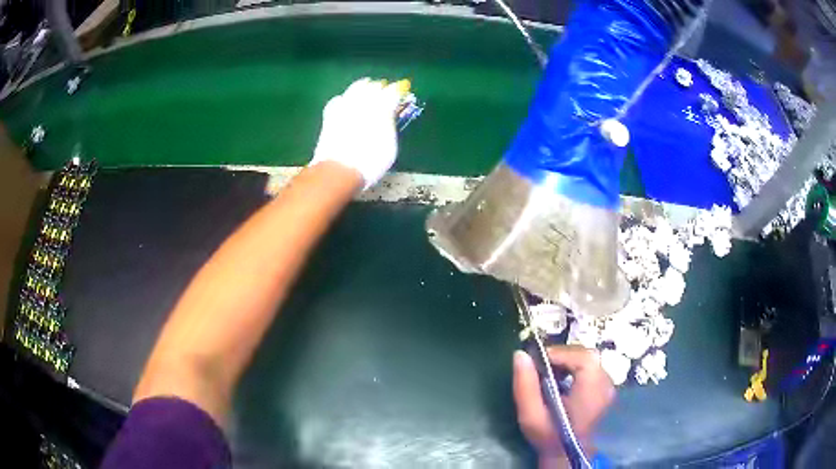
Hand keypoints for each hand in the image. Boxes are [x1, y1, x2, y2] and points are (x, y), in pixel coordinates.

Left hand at [310, 78, 401, 188]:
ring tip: (366, 92)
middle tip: (384, 92)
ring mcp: (345, 105)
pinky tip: (346, 104)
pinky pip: (339, 99)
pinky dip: (345, 99)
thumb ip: (390, 126)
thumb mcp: (390, 146)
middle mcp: (363, 101)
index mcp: (382, 107)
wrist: (339, 170)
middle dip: (380, 88)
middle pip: (374, 85)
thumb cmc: (370, 162)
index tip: (401, 93)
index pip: (393, 91)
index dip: (398, 91)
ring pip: (356, 88)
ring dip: (363, 88)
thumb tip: (389, 115)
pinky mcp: (330, 114)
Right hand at [513, 347, 614, 466]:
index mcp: (592, 392)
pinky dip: (574, 367)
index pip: (584, 358)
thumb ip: (525, 386)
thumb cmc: (549, 437)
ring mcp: (609, 385)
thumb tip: (520, 354)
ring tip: (548, 373)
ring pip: (588, 360)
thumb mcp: (530, 417)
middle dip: (562, 356)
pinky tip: (561, 380)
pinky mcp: (605, 387)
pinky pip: (591, 367)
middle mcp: (606, 384)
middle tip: (540, 366)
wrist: (568, 454)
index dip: (561, 353)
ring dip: (567, 361)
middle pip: (587, 356)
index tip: (538, 360)